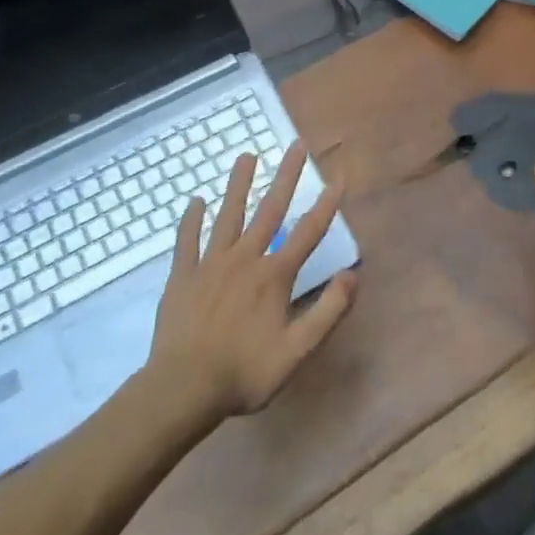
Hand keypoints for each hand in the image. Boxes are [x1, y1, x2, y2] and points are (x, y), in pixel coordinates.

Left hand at [149, 141, 356, 421]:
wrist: (182, 390)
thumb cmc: (244, 373)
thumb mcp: (297, 350)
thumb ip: (328, 311)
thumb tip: (353, 275)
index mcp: (274, 276)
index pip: (308, 231)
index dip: (327, 204)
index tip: (339, 176)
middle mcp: (245, 259)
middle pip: (270, 210)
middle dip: (286, 176)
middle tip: (296, 145)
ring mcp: (211, 264)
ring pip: (228, 215)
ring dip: (239, 184)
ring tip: (246, 155)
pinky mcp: (182, 276)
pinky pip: (187, 241)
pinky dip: (192, 220)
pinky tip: (195, 201)